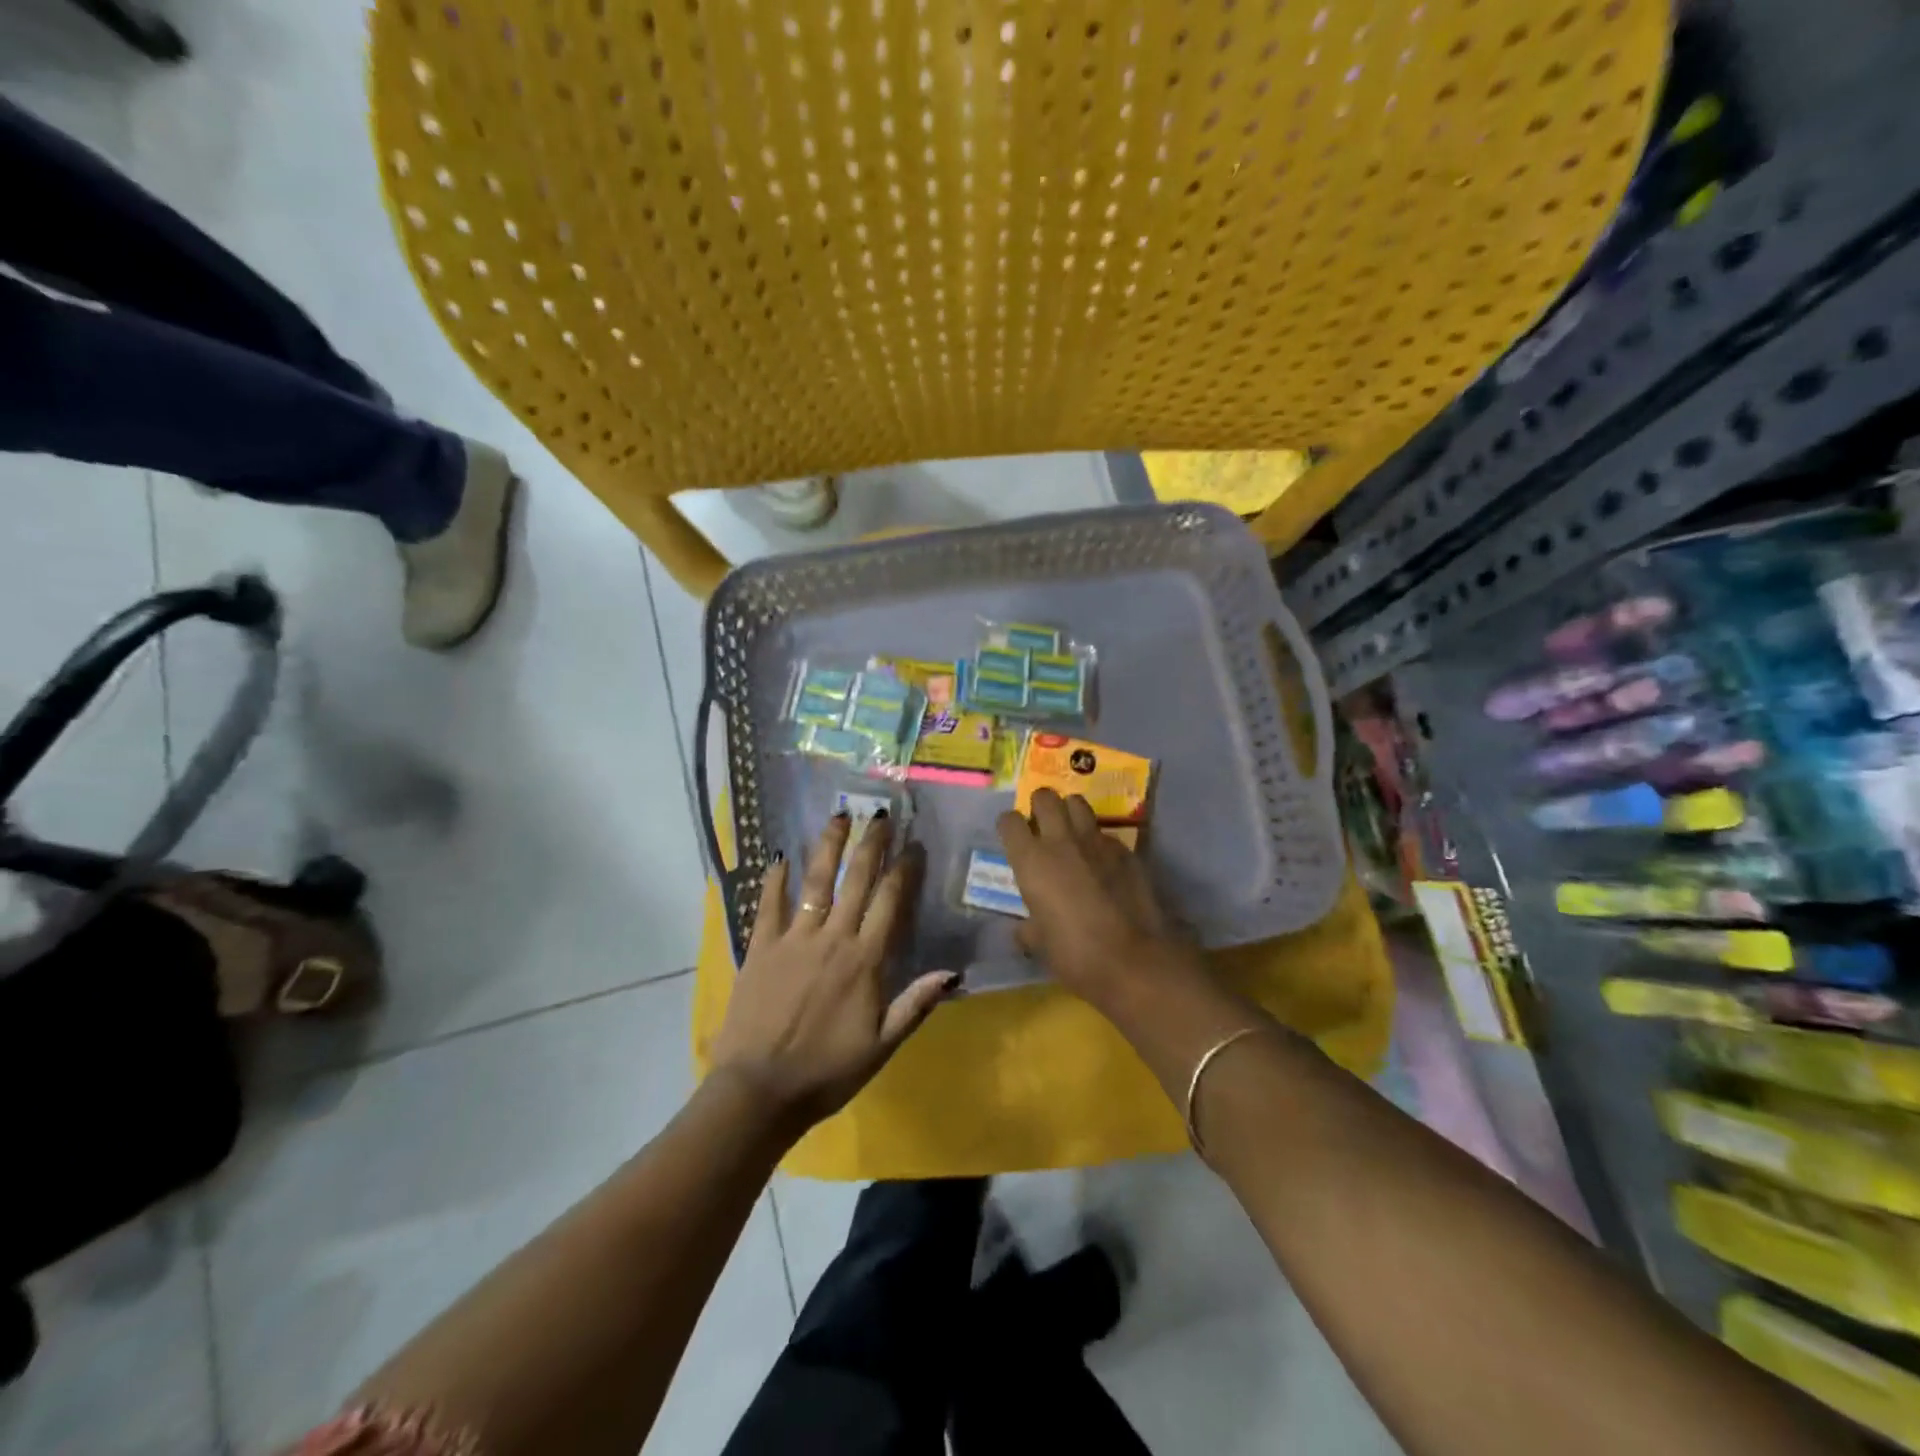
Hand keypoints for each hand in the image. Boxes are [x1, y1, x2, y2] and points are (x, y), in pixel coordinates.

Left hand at [710, 811, 957, 1134]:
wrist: (759, 1092)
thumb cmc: (827, 1073)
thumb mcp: (881, 1047)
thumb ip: (915, 1005)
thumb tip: (953, 972)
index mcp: (865, 961)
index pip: (890, 903)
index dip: (904, 870)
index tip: (914, 845)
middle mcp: (832, 939)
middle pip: (857, 881)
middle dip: (870, 844)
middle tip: (880, 815)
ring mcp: (794, 939)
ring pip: (816, 883)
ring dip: (828, 847)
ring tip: (838, 816)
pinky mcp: (760, 947)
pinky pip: (768, 905)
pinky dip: (774, 879)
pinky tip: (778, 855)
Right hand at [995, 789, 1194, 1004]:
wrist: (1134, 959)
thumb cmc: (1075, 954)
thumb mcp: (1039, 944)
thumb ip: (1028, 928)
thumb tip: (1024, 929)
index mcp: (1031, 860)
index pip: (1009, 821)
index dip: (1009, 827)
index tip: (1013, 839)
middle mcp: (1061, 840)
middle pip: (1045, 797)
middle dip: (1040, 806)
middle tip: (1042, 826)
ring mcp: (1096, 841)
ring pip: (1078, 803)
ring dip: (1070, 812)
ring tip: (1071, 832)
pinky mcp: (1126, 850)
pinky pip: (1105, 834)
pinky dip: (1099, 841)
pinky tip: (1103, 863)